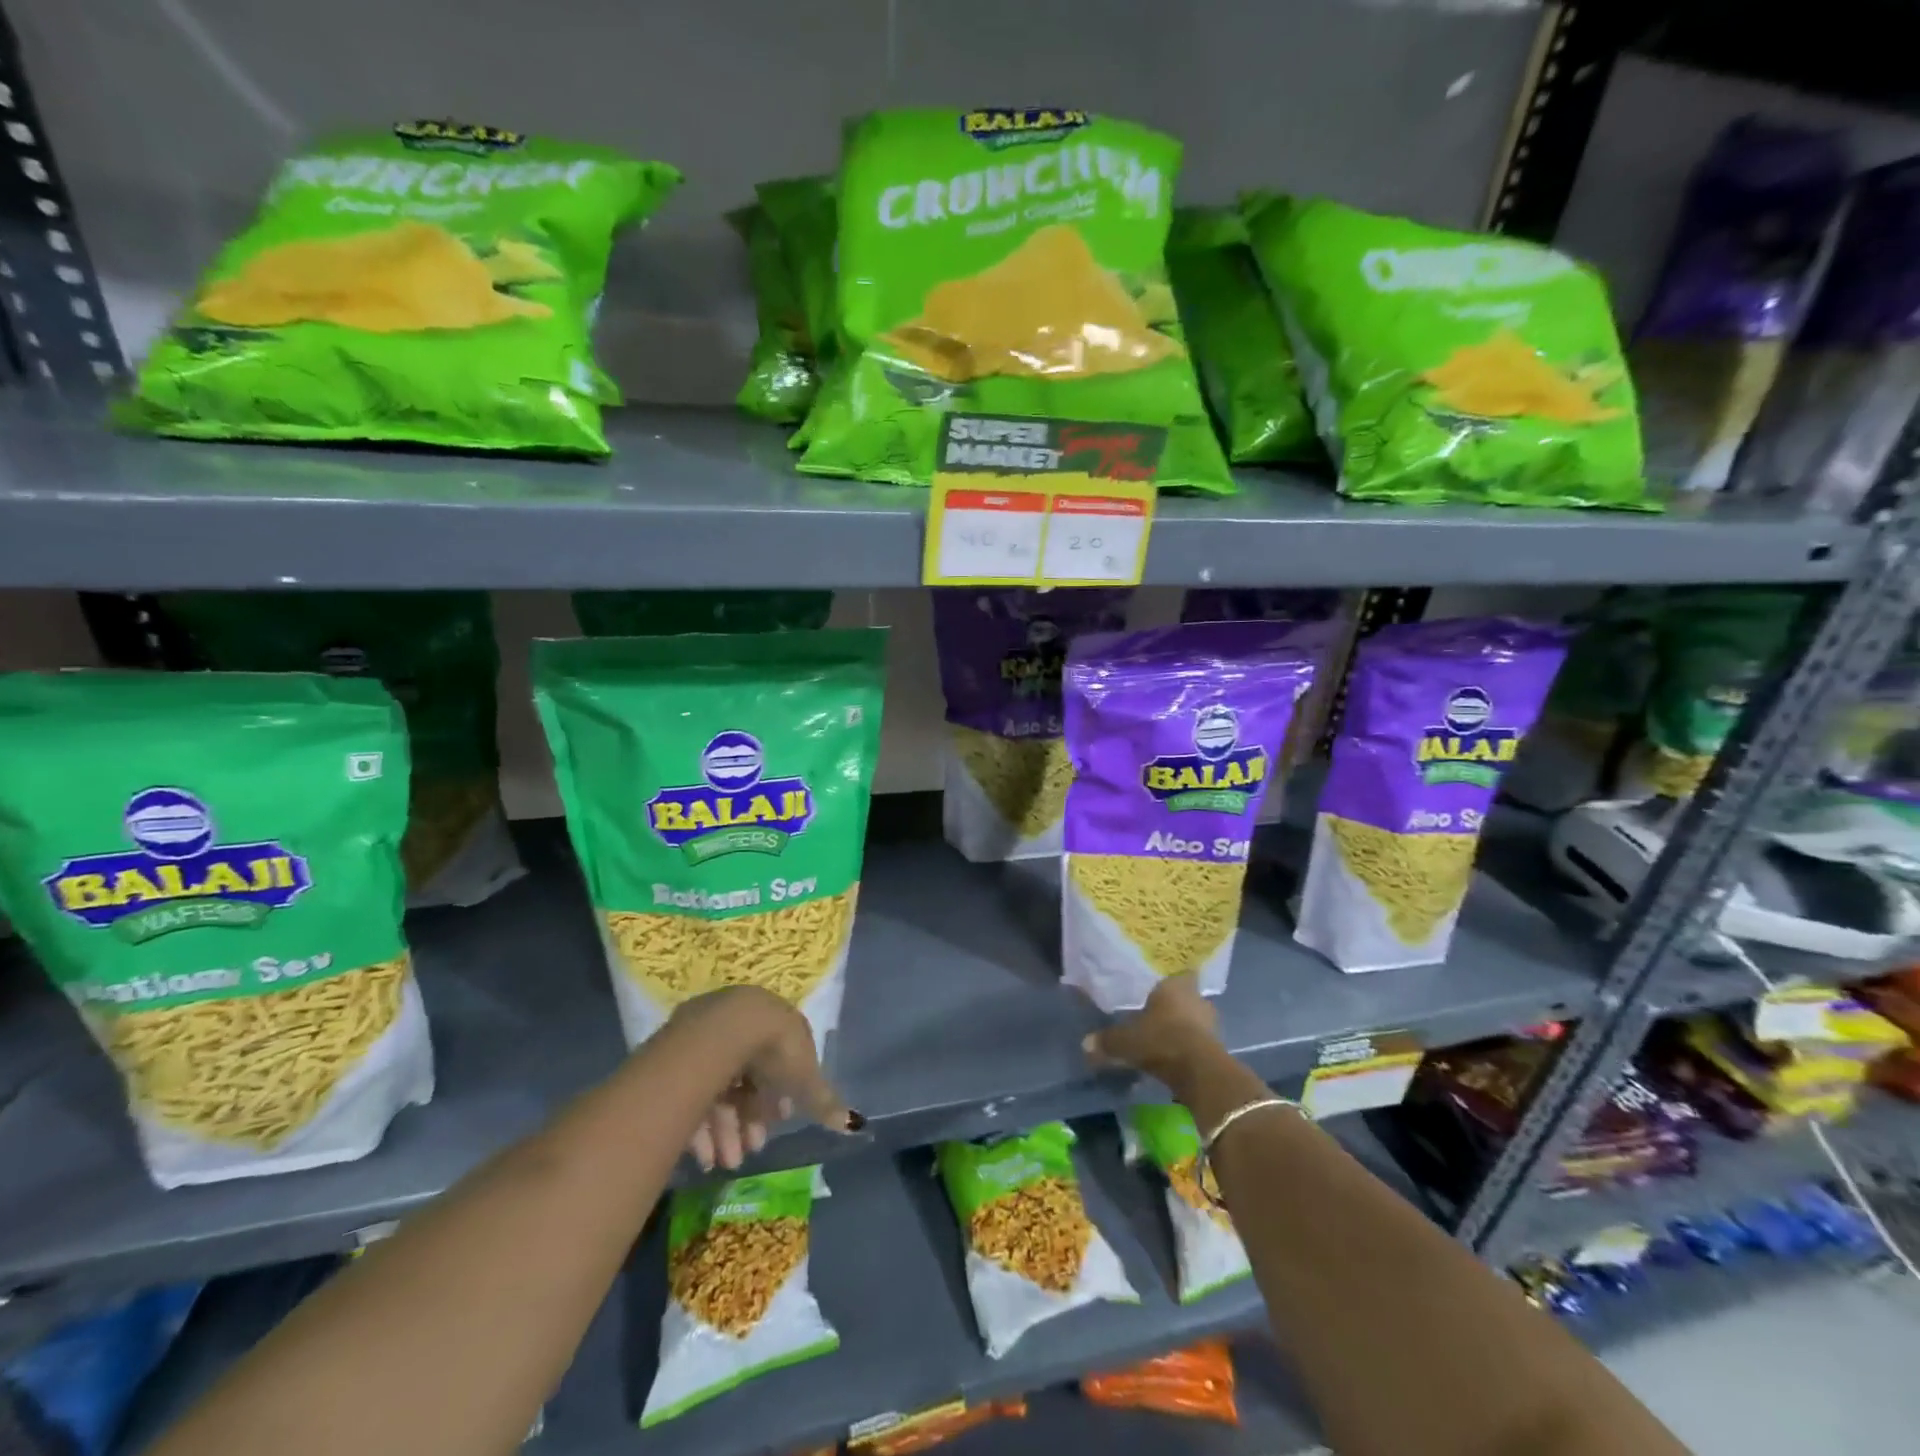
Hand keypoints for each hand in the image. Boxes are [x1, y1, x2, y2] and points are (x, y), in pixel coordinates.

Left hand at [668, 987, 860, 1172]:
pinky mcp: (679, 1052)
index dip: (780, 1095)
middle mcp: (743, 1025)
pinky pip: (694, 1092)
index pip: (780, 1062)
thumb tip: (855, 1123)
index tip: (779, 1122)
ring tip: (728, 1161)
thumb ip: (824, 1100)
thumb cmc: (775, 1051)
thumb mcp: (805, 1079)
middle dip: (751, 1119)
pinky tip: (705, 1154)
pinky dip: (702, 1125)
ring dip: (728, 1130)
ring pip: (721, 1089)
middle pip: (748, 1079)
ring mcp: (710, 1036)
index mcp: (776, 1022)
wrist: (725, 1030)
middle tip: (751, 1150)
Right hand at [1082, 974, 1221, 1092]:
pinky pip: (1199, 1039)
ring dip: (1183, 1025)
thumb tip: (1085, 1043)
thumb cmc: (1161, 1040)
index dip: (1167, 979)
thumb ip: (1107, 1040)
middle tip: (1155, 1011)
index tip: (1156, 985)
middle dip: (1173, 1004)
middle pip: (1185, 996)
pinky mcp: (1218, 1046)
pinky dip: (1189, 1044)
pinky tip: (1175, 1053)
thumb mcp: (1126, 1041)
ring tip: (1164, 1034)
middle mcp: (1196, 998)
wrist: (1200, 1073)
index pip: (1176, 972)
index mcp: (1175, 985)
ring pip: (1194, 1018)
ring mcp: (1210, 1022)